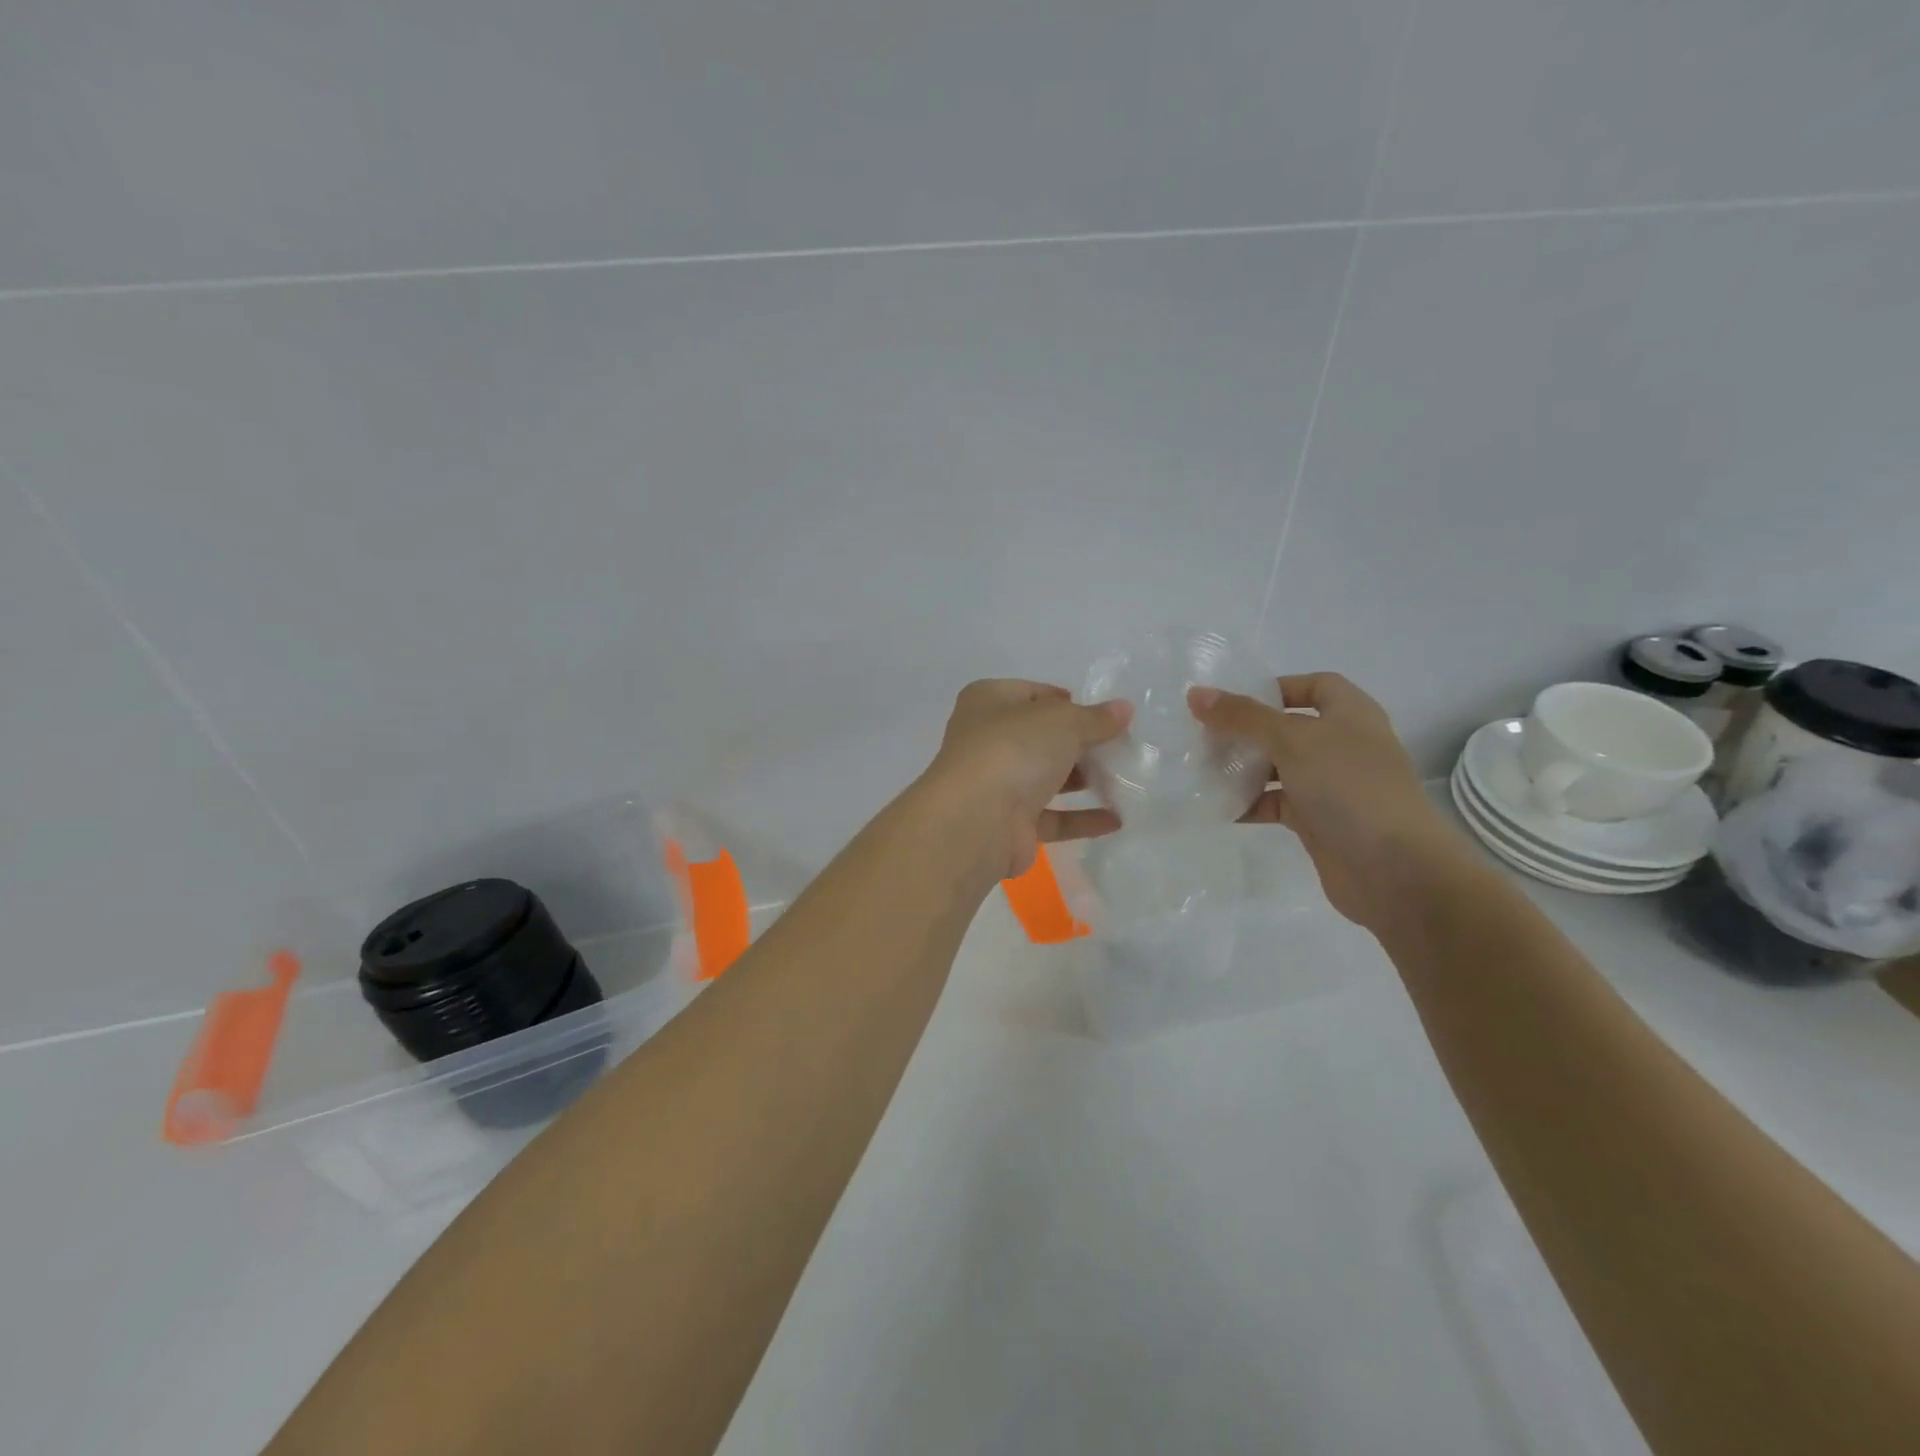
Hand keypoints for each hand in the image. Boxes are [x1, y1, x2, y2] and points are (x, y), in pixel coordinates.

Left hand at [923, 680, 1132, 879]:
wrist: (977, 820)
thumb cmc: (1014, 749)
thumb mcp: (1063, 721)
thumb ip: (1095, 718)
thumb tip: (1123, 709)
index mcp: (988, 702)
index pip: (1031, 694)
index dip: (1066, 702)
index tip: (1101, 714)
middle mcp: (987, 741)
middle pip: (1041, 737)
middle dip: (1080, 743)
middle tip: (1121, 747)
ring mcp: (997, 785)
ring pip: (1046, 778)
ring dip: (1084, 780)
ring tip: (1126, 780)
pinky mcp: (1010, 824)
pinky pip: (1052, 817)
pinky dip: (1082, 817)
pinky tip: (1117, 819)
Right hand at [1188, 673, 1464, 928]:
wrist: (1395, 870)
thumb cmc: (1349, 788)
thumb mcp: (1292, 741)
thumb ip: (1243, 717)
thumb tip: (1196, 694)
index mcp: (1350, 715)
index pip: (1314, 686)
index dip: (1276, 688)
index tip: (1233, 702)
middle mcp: (1343, 745)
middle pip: (1287, 728)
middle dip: (1247, 731)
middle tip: (1204, 737)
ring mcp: (1332, 786)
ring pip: (1279, 768)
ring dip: (1243, 769)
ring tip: (1202, 770)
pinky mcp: (1319, 822)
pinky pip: (1277, 804)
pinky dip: (1250, 804)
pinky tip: (1219, 808)